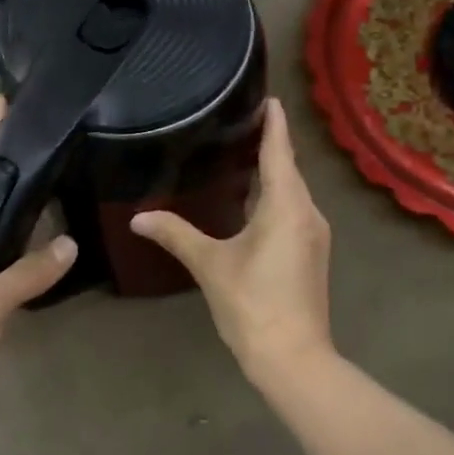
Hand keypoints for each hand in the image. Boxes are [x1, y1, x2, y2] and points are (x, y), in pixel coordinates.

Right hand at [131, 97, 332, 380]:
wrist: (293, 357)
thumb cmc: (251, 303)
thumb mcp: (210, 264)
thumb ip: (176, 234)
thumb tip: (138, 218)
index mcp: (286, 205)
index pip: (279, 151)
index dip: (274, 123)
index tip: (269, 97)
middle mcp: (308, 212)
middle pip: (289, 168)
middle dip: (271, 144)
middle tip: (243, 120)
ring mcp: (315, 234)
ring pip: (294, 191)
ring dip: (275, 171)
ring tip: (245, 153)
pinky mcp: (313, 252)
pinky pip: (295, 209)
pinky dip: (278, 195)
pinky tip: (256, 199)